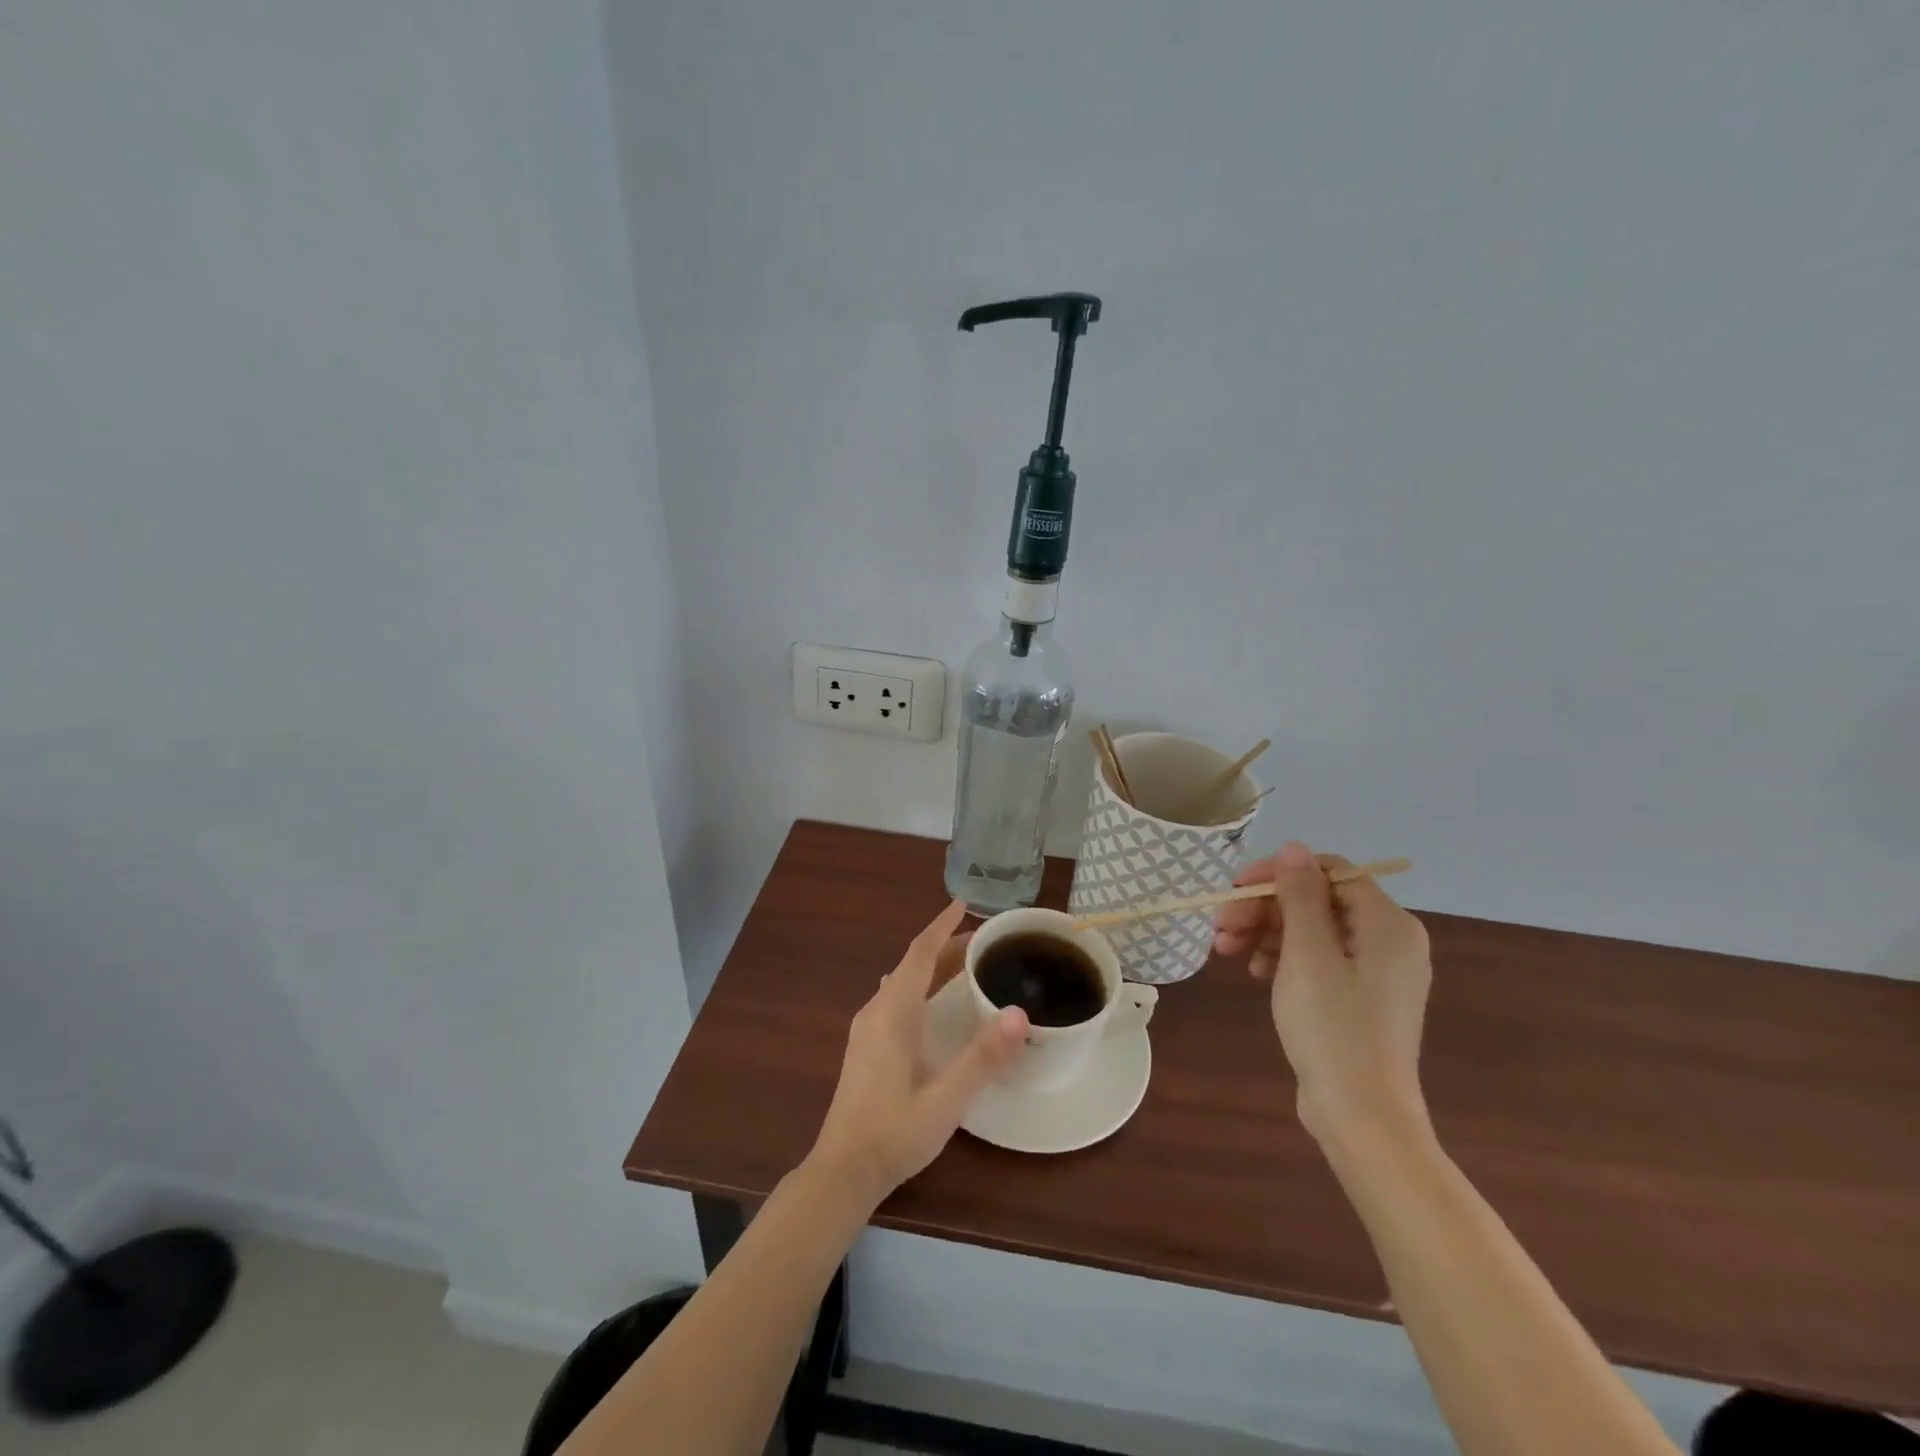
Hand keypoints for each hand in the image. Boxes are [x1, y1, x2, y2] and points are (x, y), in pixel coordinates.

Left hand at [808, 901, 1028, 1201]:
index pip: (919, 954)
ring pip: (901, 983)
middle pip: (911, 965)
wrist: (843, 1171)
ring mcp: (865, 1030)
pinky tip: (928, 1004)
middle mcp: (876, 1011)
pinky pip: (894, 999)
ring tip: (961, 966)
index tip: (962, 905)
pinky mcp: (864, 1048)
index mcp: (893, 1013)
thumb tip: (1019, 1013)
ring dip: (930, 968)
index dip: (940, 927)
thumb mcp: (946, 1098)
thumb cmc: (895, 1131)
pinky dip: (918, 987)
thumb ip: (982, 1057)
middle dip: (943, 947)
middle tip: (980, 940)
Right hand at [1212, 841, 1432, 1144]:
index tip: (1235, 890)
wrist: (1361, 1116)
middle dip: (1264, 908)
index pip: (1328, 871)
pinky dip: (1282, 958)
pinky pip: (1317, 959)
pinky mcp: (1358, 998)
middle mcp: (1388, 940)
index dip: (1278, 873)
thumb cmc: (1333, 1028)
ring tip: (1225, 951)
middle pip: (1316, 900)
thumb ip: (1301, 895)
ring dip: (1265, 932)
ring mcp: (1374, 972)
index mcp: (1388, 924)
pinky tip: (1254, 971)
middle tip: (1220, 927)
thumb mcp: (1308, 954)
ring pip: (1311, 930)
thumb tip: (1294, 847)